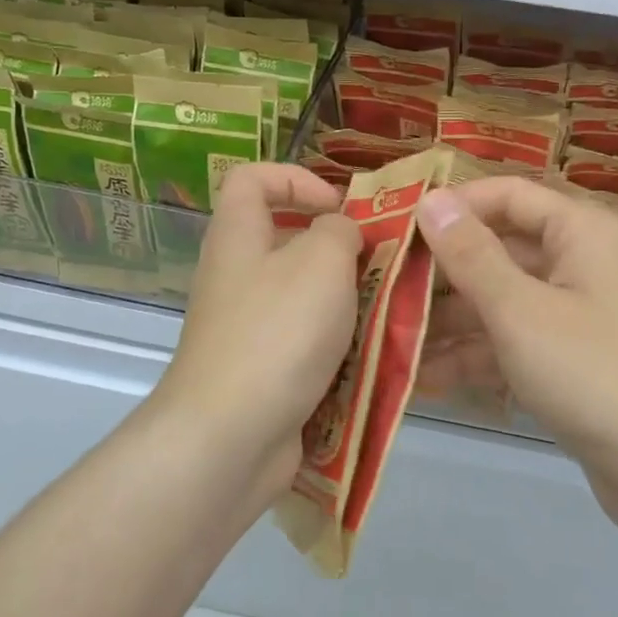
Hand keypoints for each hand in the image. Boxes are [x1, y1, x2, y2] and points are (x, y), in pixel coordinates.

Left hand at [152, 164, 360, 503]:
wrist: (229, 438)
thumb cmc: (277, 332)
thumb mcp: (321, 262)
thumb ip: (340, 232)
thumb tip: (341, 233)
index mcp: (237, 236)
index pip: (252, 178)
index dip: (296, 178)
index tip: (339, 207)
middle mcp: (236, 276)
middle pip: (285, 239)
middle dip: (337, 248)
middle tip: (380, 262)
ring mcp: (245, 327)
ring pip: (302, 295)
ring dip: (346, 300)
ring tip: (387, 310)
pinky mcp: (261, 371)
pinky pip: (304, 342)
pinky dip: (337, 345)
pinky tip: (372, 356)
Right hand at [414, 178, 617, 538]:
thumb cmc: (593, 374)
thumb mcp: (520, 310)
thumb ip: (471, 254)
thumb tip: (430, 199)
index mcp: (578, 231)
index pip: (505, 195)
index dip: (452, 207)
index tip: (396, 229)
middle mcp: (577, 261)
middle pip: (497, 249)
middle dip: (441, 273)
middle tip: (380, 290)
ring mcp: (573, 312)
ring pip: (499, 300)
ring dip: (448, 321)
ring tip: (388, 340)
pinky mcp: (567, 358)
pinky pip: (511, 341)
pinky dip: (473, 356)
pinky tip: (421, 378)